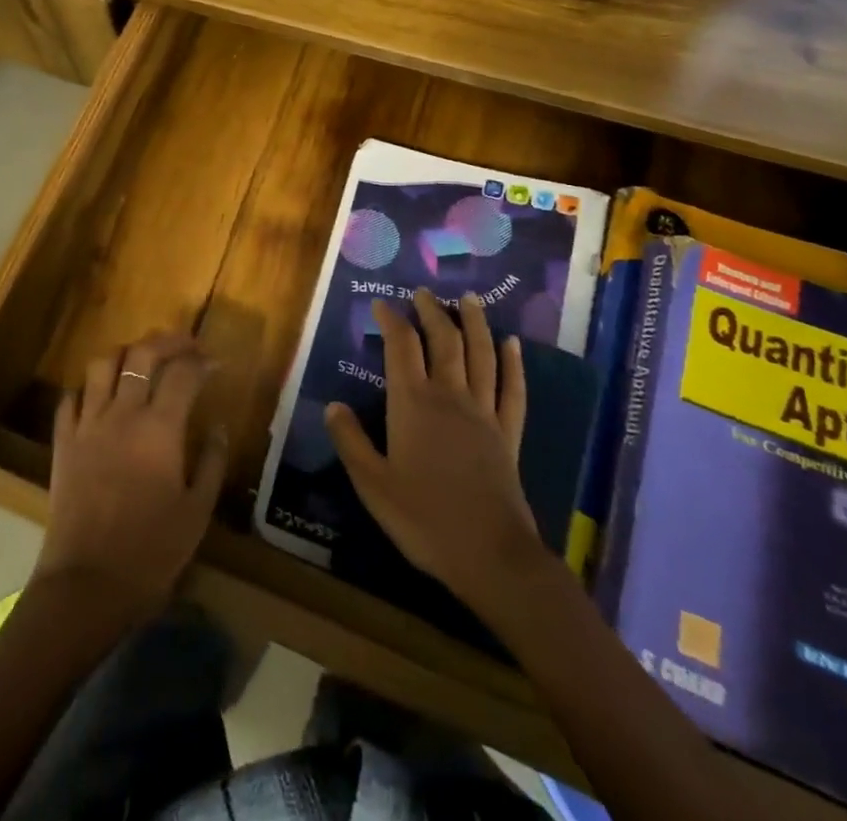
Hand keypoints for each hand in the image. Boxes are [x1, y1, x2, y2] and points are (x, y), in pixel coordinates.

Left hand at [34, 331, 228, 623]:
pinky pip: (71, 398)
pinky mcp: (63, 442)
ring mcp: (88, 424)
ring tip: (141, 362)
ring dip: (126, 354)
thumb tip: (218, 426)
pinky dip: (89, 388)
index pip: (183, 373)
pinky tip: (101, 397)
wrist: (86, 586)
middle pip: (142, 354)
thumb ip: (212, 462)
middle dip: (167, 341)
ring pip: (102, 364)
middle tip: (185, 346)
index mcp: (160, 428)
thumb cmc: (151, 552)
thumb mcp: (197, 512)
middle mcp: (122, 414)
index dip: (201, 361)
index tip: (214, 364)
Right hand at [324, 290, 545, 616]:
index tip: (381, 304)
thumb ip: (351, 441)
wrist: (490, 555)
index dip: (391, 320)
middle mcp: (449, 396)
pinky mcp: (508, 433)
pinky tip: (513, 344)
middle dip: (432, 311)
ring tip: (470, 299)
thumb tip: (332, 406)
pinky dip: (513, 363)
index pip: (401, 347)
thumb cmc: (424, 519)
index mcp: (412, 403)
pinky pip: (513, 389)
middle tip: (424, 292)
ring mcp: (483, 412)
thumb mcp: (372, 484)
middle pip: (443, 340)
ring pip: (481, 355)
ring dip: (475, 323)